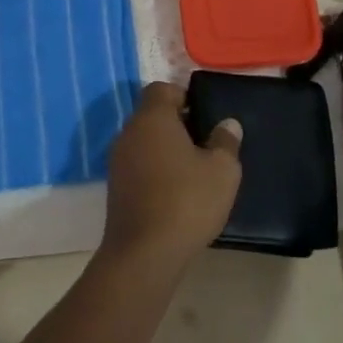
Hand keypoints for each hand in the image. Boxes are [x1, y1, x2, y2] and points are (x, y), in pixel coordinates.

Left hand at [101, 82, 242, 274]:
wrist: (144, 253)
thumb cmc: (187, 201)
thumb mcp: (222, 171)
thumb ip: (225, 141)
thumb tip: (227, 124)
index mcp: (152, 118)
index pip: (161, 89)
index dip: (184, 96)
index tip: (204, 115)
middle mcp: (128, 133)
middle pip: (152, 115)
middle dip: (177, 124)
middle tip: (205, 144)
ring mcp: (117, 161)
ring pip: (144, 141)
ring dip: (165, 149)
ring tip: (194, 171)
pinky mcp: (115, 187)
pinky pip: (137, 165)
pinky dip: (154, 170)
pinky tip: (175, 192)